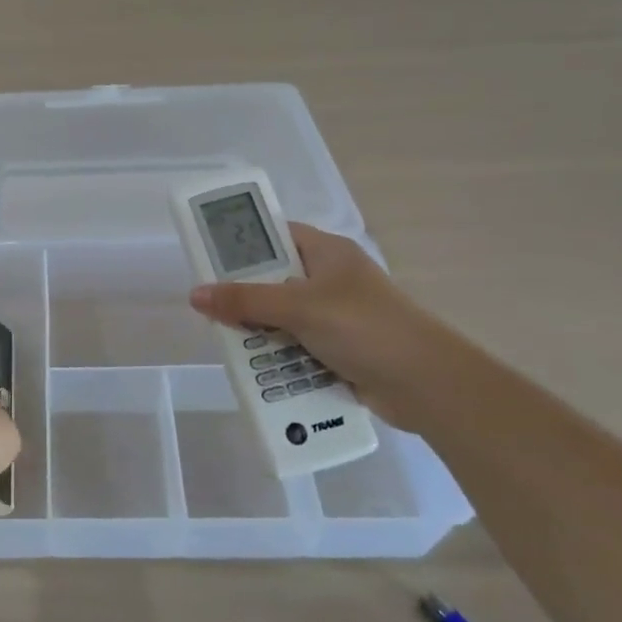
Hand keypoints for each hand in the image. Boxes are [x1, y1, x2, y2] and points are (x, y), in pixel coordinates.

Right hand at [188, 223, 436, 426]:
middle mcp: (332, 281)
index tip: (210, 260)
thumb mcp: (299, 307)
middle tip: (212, 310)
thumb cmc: (364, 327)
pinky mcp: (341, 351)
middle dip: (246, 298)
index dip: (244, 245)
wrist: (426, 385)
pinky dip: (280, 358)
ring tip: (230, 345)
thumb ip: (245, 301)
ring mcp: (337, 318)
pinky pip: (298, 348)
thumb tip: (195, 294)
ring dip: (261, 334)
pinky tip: (258, 370)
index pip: (277, 236)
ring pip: (284, 319)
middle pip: (275, 281)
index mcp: (328, 253)